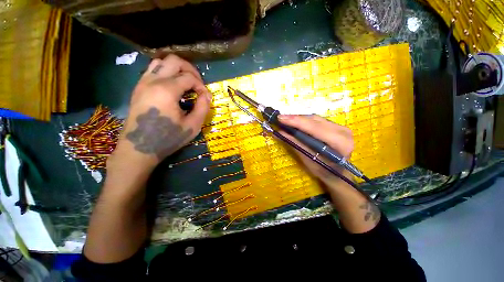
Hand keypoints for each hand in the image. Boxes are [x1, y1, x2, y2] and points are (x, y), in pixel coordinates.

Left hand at [108, 55, 211, 174]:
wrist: (139, 148)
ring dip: (177, 69)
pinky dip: (166, 73)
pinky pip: (153, 70)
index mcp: (167, 90)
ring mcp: (143, 82)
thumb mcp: (192, 125)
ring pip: (161, 62)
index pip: (189, 77)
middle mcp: (153, 81)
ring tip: (186, 83)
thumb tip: (207, 95)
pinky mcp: (139, 88)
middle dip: (190, 70)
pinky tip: (173, 87)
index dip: (202, 86)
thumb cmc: (168, 138)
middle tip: (198, 84)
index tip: (206, 97)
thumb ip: (203, 107)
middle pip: (174, 61)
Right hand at [277, 114, 354, 188]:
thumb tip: (279, 132)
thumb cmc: (324, 171)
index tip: (280, 118)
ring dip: (299, 119)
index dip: (296, 122)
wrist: (339, 174)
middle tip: (280, 119)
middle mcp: (343, 131)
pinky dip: (304, 121)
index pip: (315, 128)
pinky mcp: (336, 126)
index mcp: (340, 143)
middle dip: (295, 119)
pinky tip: (295, 123)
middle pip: (315, 120)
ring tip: (285, 121)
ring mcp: (340, 127)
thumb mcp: (308, 159)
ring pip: (315, 119)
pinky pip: (317, 121)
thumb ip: (296, 144)